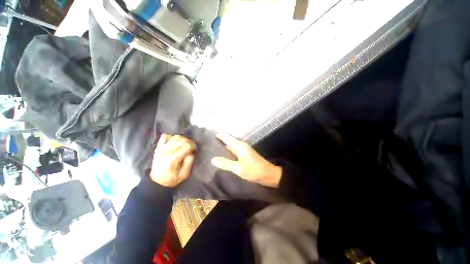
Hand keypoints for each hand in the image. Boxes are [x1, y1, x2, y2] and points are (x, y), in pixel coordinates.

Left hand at [150, 134, 196, 187]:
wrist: (156, 181)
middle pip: (182, 140)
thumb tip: (191, 152)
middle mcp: (166, 152)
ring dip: (182, 139)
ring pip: (175, 137)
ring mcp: (161, 149)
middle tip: (192, 146)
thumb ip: (189, 162)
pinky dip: (171, 137)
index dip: (193, 145)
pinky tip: (175, 142)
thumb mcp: (184, 174)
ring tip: (185, 144)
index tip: (195, 148)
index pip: (186, 146)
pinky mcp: (158, 147)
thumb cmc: (172, 179)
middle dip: (190, 141)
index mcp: (173, 159)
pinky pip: (165, 136)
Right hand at [211, 134, 281, 186]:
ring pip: (232, 148)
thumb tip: (212, 159)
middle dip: (221, 142)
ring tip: (214, 150)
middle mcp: (242, 147)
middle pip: (229, 142)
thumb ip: (226, 163)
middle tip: (210, 144)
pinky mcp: (246, 157)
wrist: (268, 174)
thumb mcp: (238, 168)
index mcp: (240, 146)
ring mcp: (244, 152)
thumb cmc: (253, 170)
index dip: (220, 136)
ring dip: (225, 148)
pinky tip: (224, 158)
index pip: (228, 138)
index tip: (212, 135)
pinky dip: (229, 154)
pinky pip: (235, 153)